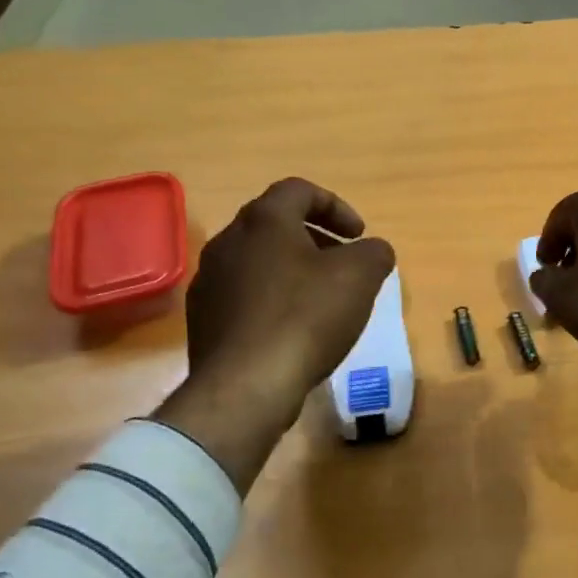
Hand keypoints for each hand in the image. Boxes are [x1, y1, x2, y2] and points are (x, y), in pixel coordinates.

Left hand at [155, 178, 394, 491]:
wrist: (245, 386)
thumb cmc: (306, 317)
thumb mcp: (360, 277)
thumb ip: (374, 252)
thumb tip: (373, 251)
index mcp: (264, 221)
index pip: (299, 190)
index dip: (336, 206)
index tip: (358, 235)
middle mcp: (228, 241)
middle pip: (276, 225)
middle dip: (315, 239)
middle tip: (343, 264)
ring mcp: (209, 281)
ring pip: (258, 261)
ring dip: (292, 270)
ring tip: (321, 299)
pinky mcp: (203, 319)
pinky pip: (244, 295)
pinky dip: (272, 299)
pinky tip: (292, 330)